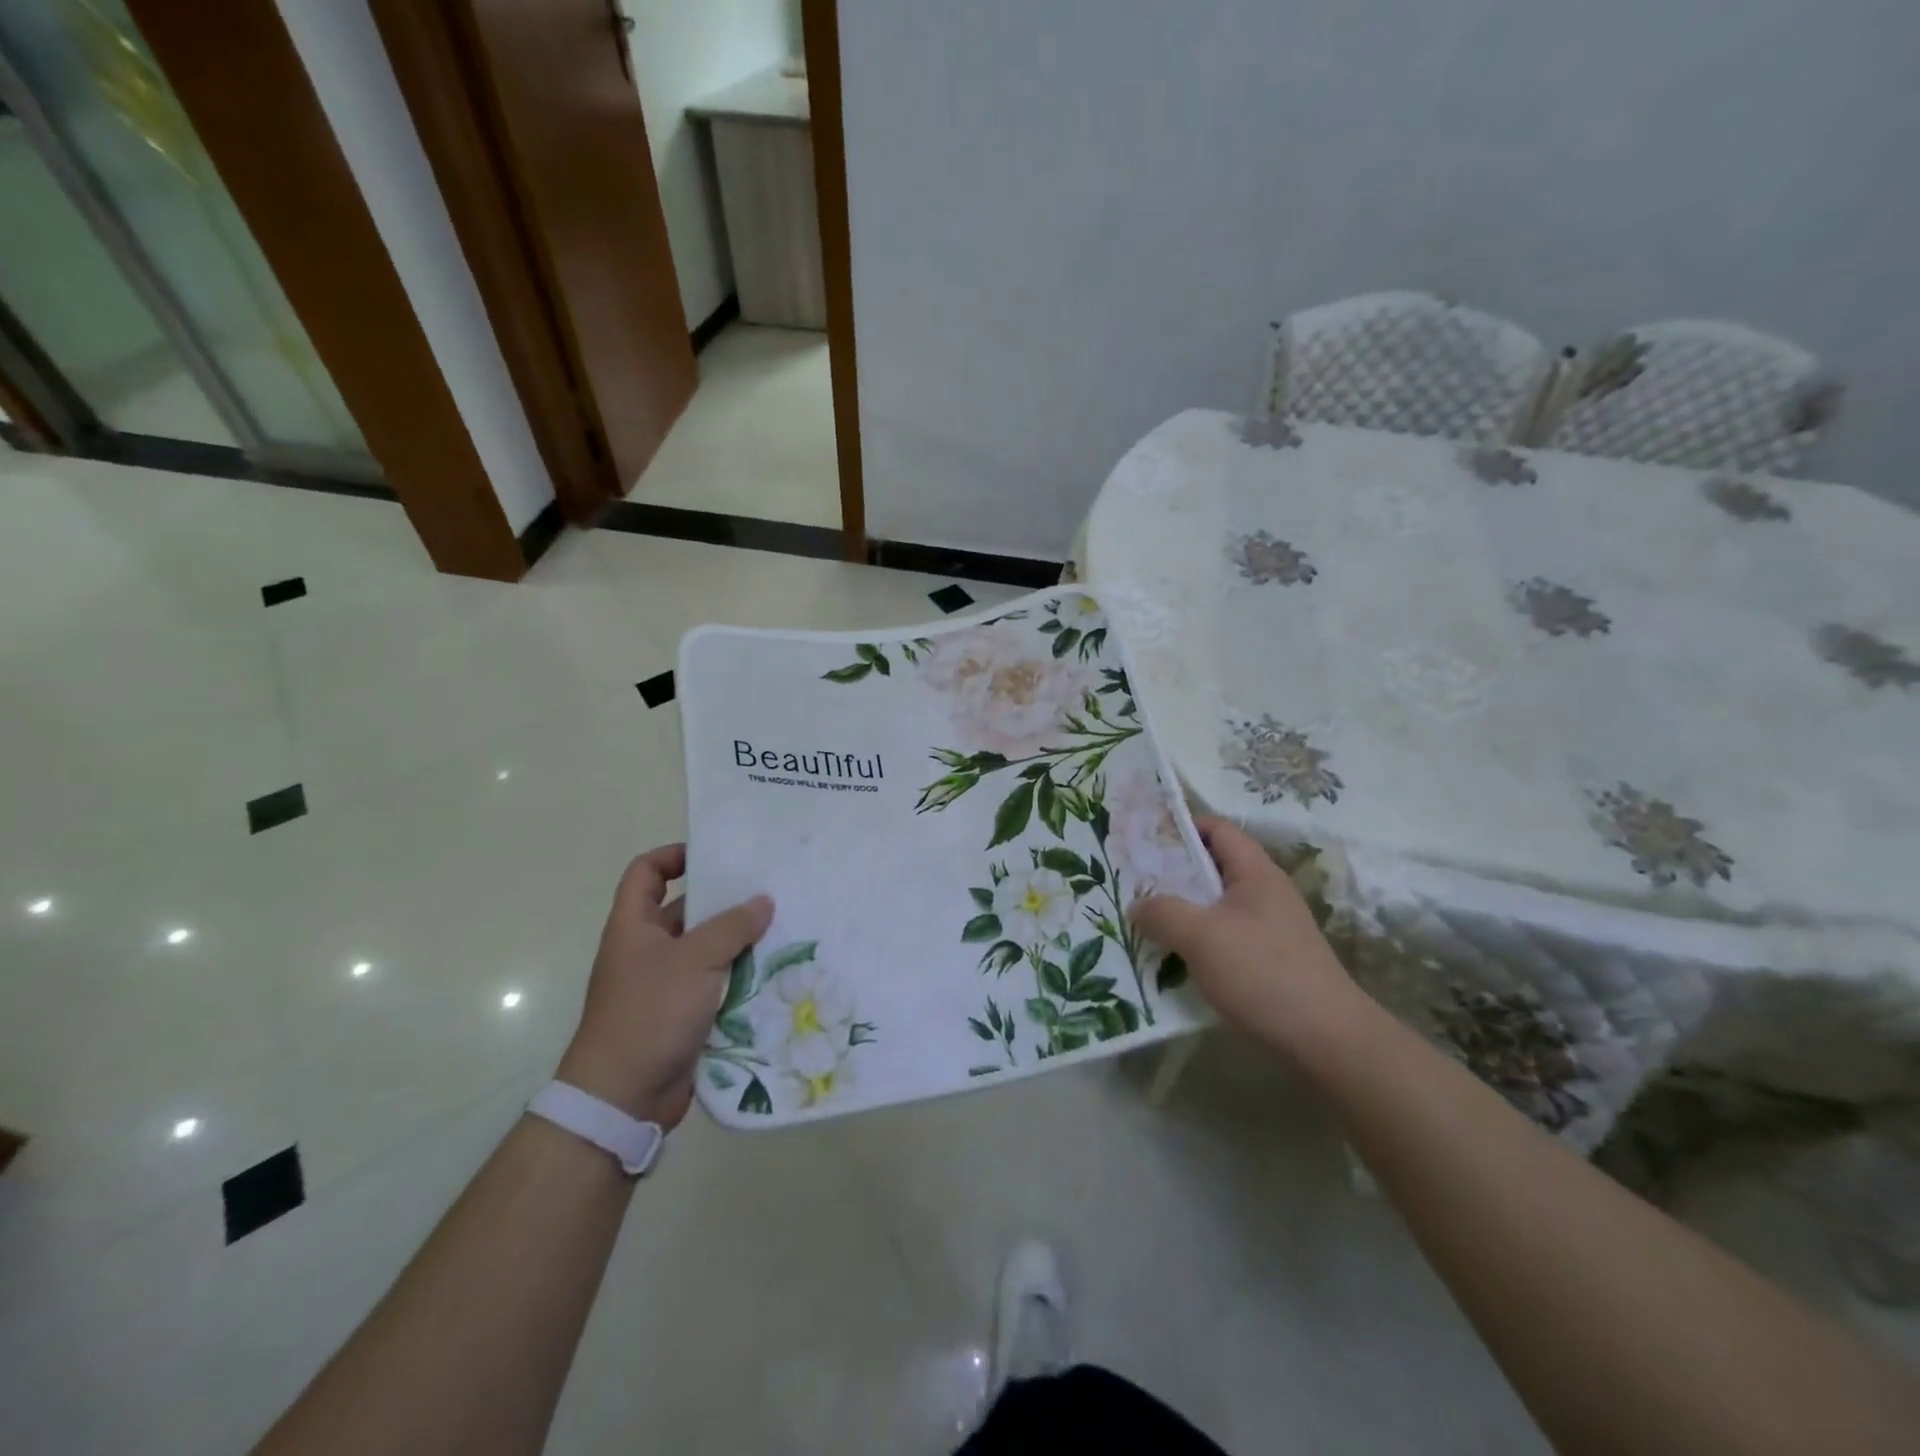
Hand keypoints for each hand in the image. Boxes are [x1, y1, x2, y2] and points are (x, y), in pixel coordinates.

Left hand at [556, 845, 772, 1128]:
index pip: (646, 872)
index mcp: (634, 927)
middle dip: (723, 901)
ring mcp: (664, 984)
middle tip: (767, 890)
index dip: (673, 856)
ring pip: (706, 949)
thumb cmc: (650, 1013)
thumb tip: (763, 901)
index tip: (714, 856)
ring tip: (781, 927)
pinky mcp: (682, 1015)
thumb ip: (731, 927)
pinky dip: (739, 977)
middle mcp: (646, 950)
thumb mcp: (694, 960)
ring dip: (738, 941)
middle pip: (684, 910)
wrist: (623, 1097)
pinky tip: (774, 971)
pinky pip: (715, 984)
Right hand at [1130, 815, 1370, 1062]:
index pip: (1216, 828)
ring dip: (1182, 909)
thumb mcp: (1200, 936)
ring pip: (1216, 904)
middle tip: (1133, 882)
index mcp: (1254, 871)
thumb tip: (1138, 905)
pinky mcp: (1270, 958)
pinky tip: (1175, 958)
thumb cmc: (1261, 972)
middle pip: (1213, 866)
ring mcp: (1270, 926)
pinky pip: (1225, 934)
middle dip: (1173, 872)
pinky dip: (1198, 939)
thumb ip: (1162, 912)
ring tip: (1145, 920)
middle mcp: (1265, 891)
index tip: (1142, 840)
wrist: (1327, 1038)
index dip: (1180, 827)